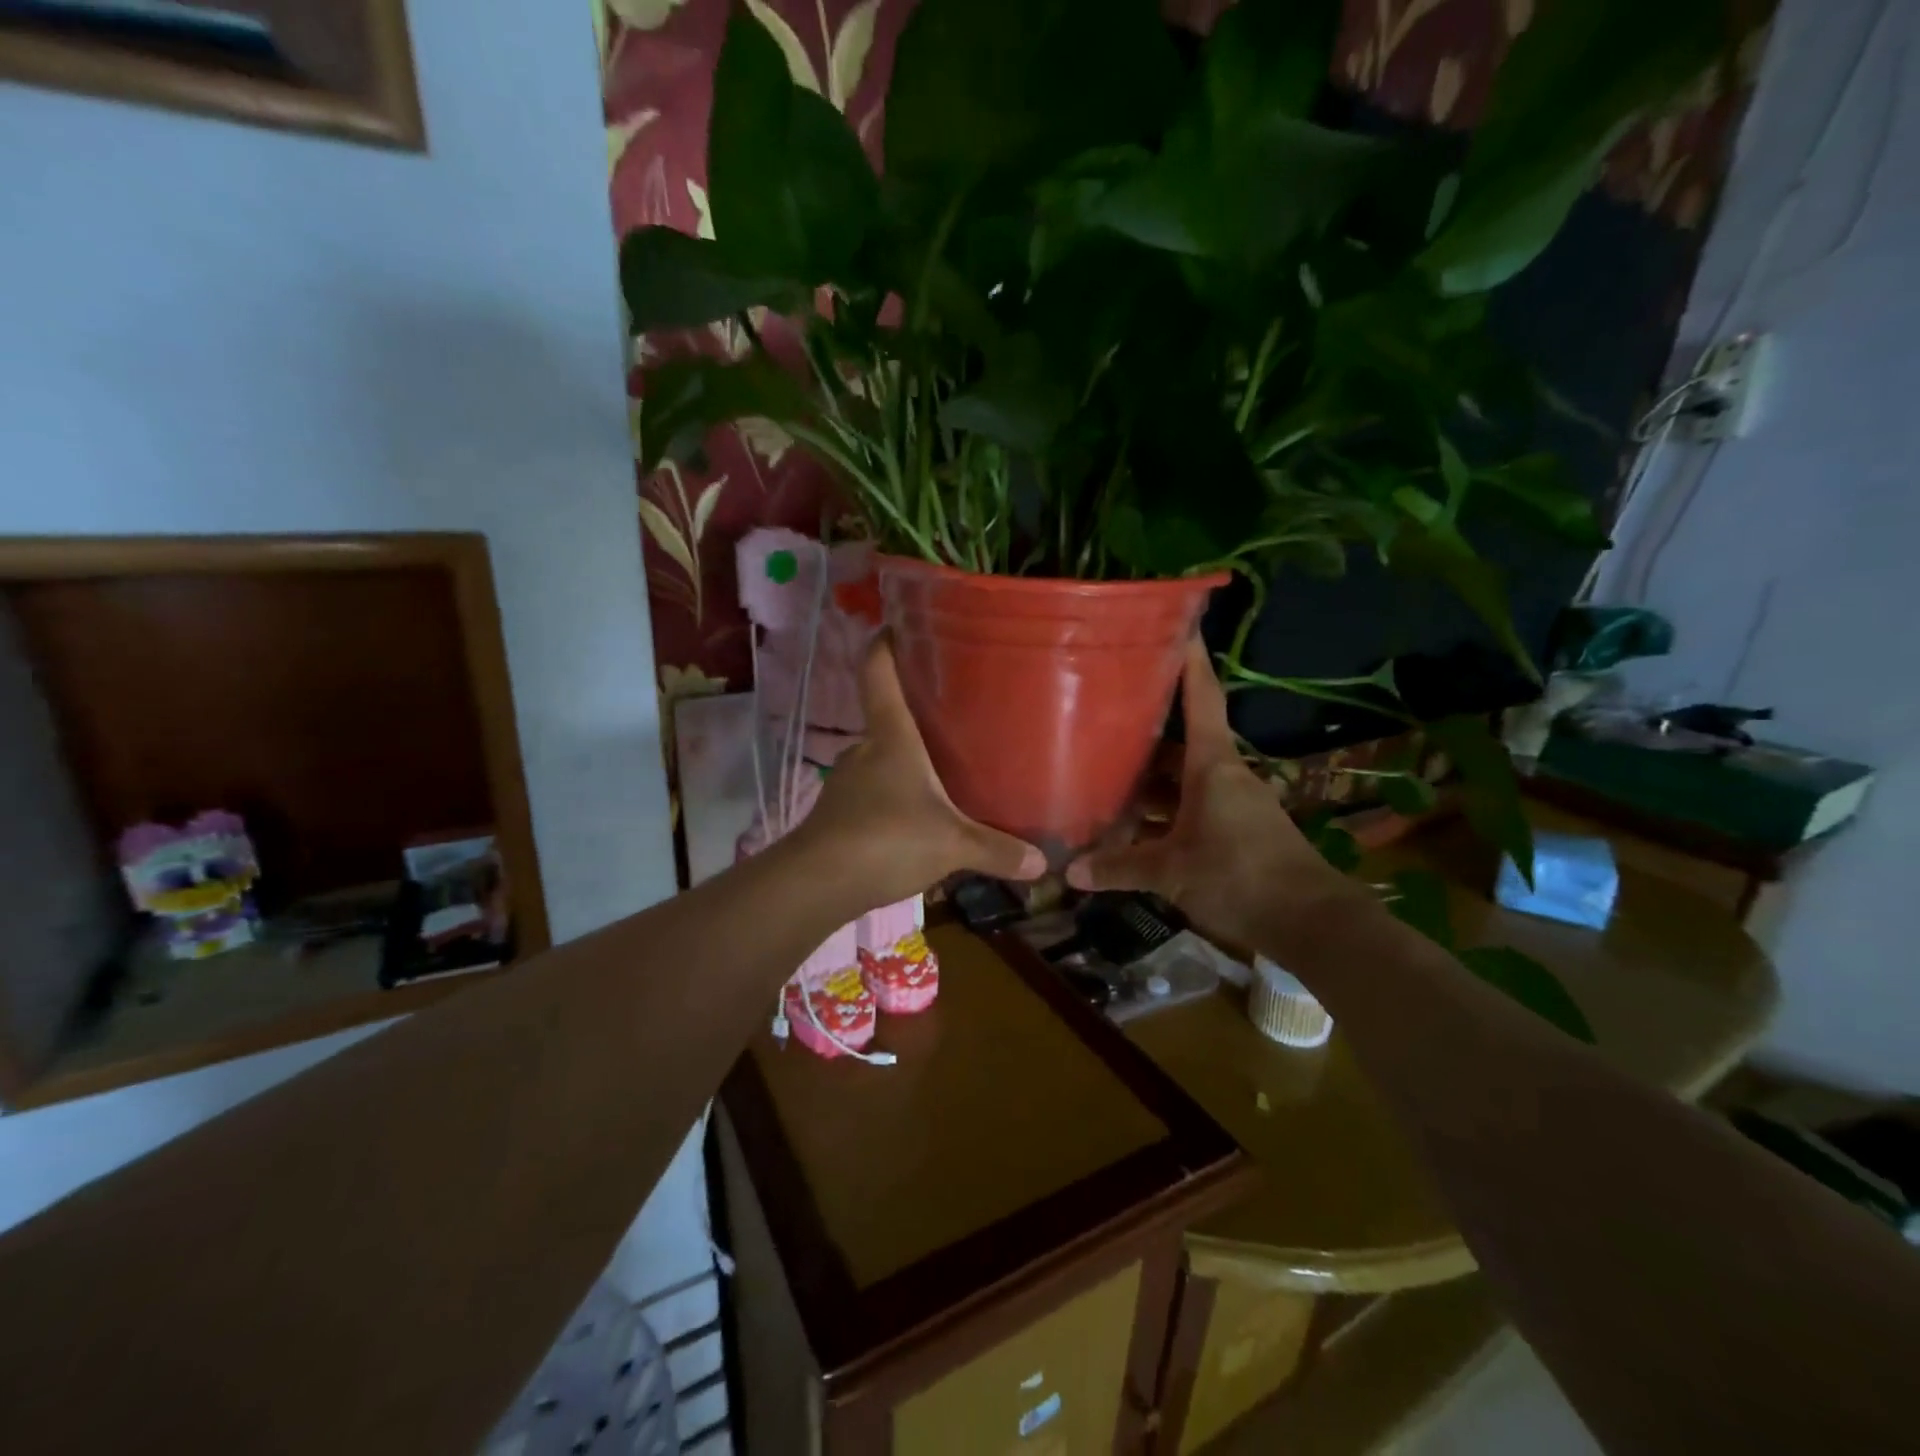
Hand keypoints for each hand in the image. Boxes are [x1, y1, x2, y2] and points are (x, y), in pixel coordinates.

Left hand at [794, 638, 1046, 909]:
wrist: (817, 883)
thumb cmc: (887, 839)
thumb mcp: (952, 844)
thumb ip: (997, 850)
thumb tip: (1042, 863)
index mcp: (891, 737)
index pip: (878, 672)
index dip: (884, 644)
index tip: (897, 624)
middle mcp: (866, 750)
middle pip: (887, 715)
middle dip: (915, 711)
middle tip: (954, 712)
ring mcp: (848, 782)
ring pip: (882, 758)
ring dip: (906, 760)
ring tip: (944, 767)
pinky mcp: (841, 814)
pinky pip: (875, 793)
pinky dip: (895, 796)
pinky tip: (917, 817)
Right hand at [1066, 637, 1355, 949]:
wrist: (1311, 923)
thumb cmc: (1239, 876)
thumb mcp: (1171, 872)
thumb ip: (1120, 867)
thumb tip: (1069, 872)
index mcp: (1212, 765)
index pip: (1201, 697)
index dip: (1189, 659)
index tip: (1176, 624)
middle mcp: (1222, 774)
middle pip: (1180, 742)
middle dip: (1143, 731)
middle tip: (1099, 717)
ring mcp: (1230, 804)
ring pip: (1181, 780)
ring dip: (1148, 782)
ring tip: (1102, 776)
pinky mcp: (1233, 832)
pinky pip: (1189, 809)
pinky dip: (1162, 814)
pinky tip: (1131, 828)